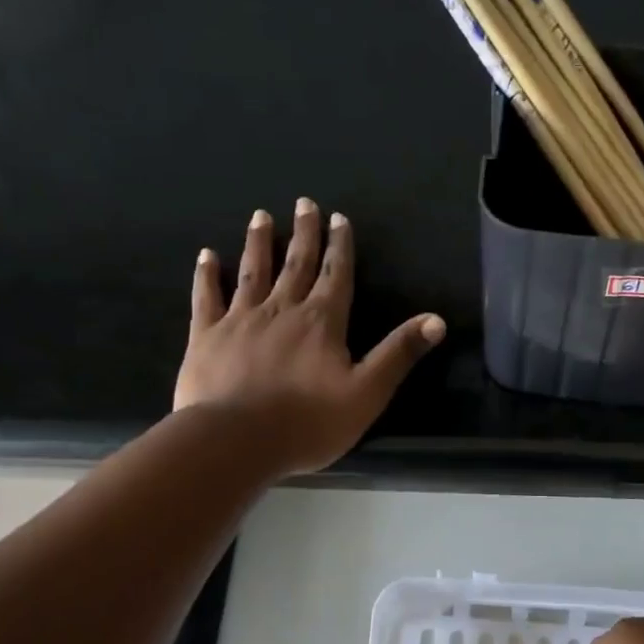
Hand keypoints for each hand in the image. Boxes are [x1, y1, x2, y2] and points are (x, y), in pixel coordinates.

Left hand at [174, 200, 444, 475]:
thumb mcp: (367, 393)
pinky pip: (207, 298)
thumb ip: (399, 353)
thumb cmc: (308, 422)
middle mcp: (282, 310)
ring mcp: (241, 319)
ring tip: (261, 216)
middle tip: (303, 203)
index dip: (340, 246)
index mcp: (323, 322)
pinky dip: (207, 275)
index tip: (338, 217)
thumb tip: (436, 320)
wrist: (236, 441)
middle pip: (297, 264)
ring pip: (253, 272)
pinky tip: (207, 256)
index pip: (337, 275)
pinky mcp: (207, 336)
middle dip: (304, 234)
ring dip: (259, 243)